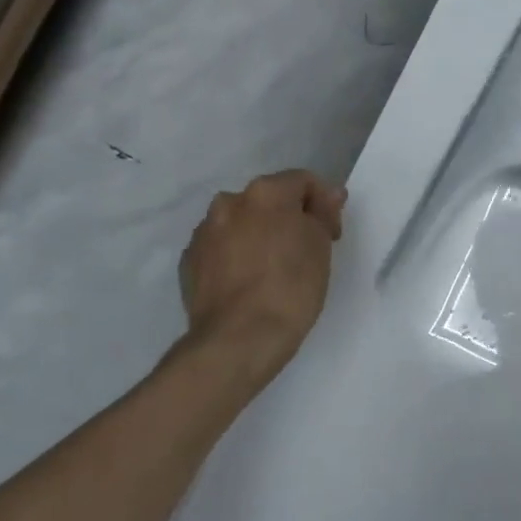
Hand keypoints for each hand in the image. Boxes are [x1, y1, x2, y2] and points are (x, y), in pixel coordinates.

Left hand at [177, 170, 346, 385]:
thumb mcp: (320, 246)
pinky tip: (249, 284)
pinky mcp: (189, 262)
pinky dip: (236, 257)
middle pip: (268, 200)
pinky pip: (221, 249)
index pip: (302, 181)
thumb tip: (328, 194)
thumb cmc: (291, 287)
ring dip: (259, 236)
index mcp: (265, 192)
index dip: (324, 204)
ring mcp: (204, 233)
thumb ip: (322, 212)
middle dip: (288, 218)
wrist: (239, 339)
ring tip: (273, 270)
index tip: (332, 235)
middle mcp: (229, 202)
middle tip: (305, 251)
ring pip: (241, 224)